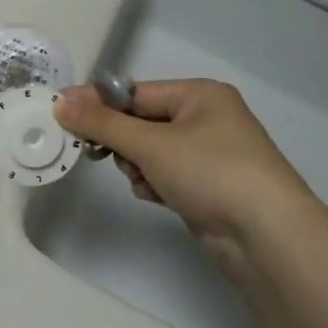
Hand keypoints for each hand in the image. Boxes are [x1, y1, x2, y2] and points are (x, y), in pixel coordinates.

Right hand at [54, 80, 310, 263]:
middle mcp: (208, 118)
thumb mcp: (150, 143)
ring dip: (139, 167)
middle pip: (143, 122)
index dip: (101, 106)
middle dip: (125, 143)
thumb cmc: (210, 172)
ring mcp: (211, 154)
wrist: (266, 235)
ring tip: (146, 182)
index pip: (136, 92)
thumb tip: (60, 102)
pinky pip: (167, 175)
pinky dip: (156, 184)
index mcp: (201, 95)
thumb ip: (102, 123)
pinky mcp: (209, 186)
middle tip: (107, 157)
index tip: (65, 117)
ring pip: (152, 152)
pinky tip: (157, 197)